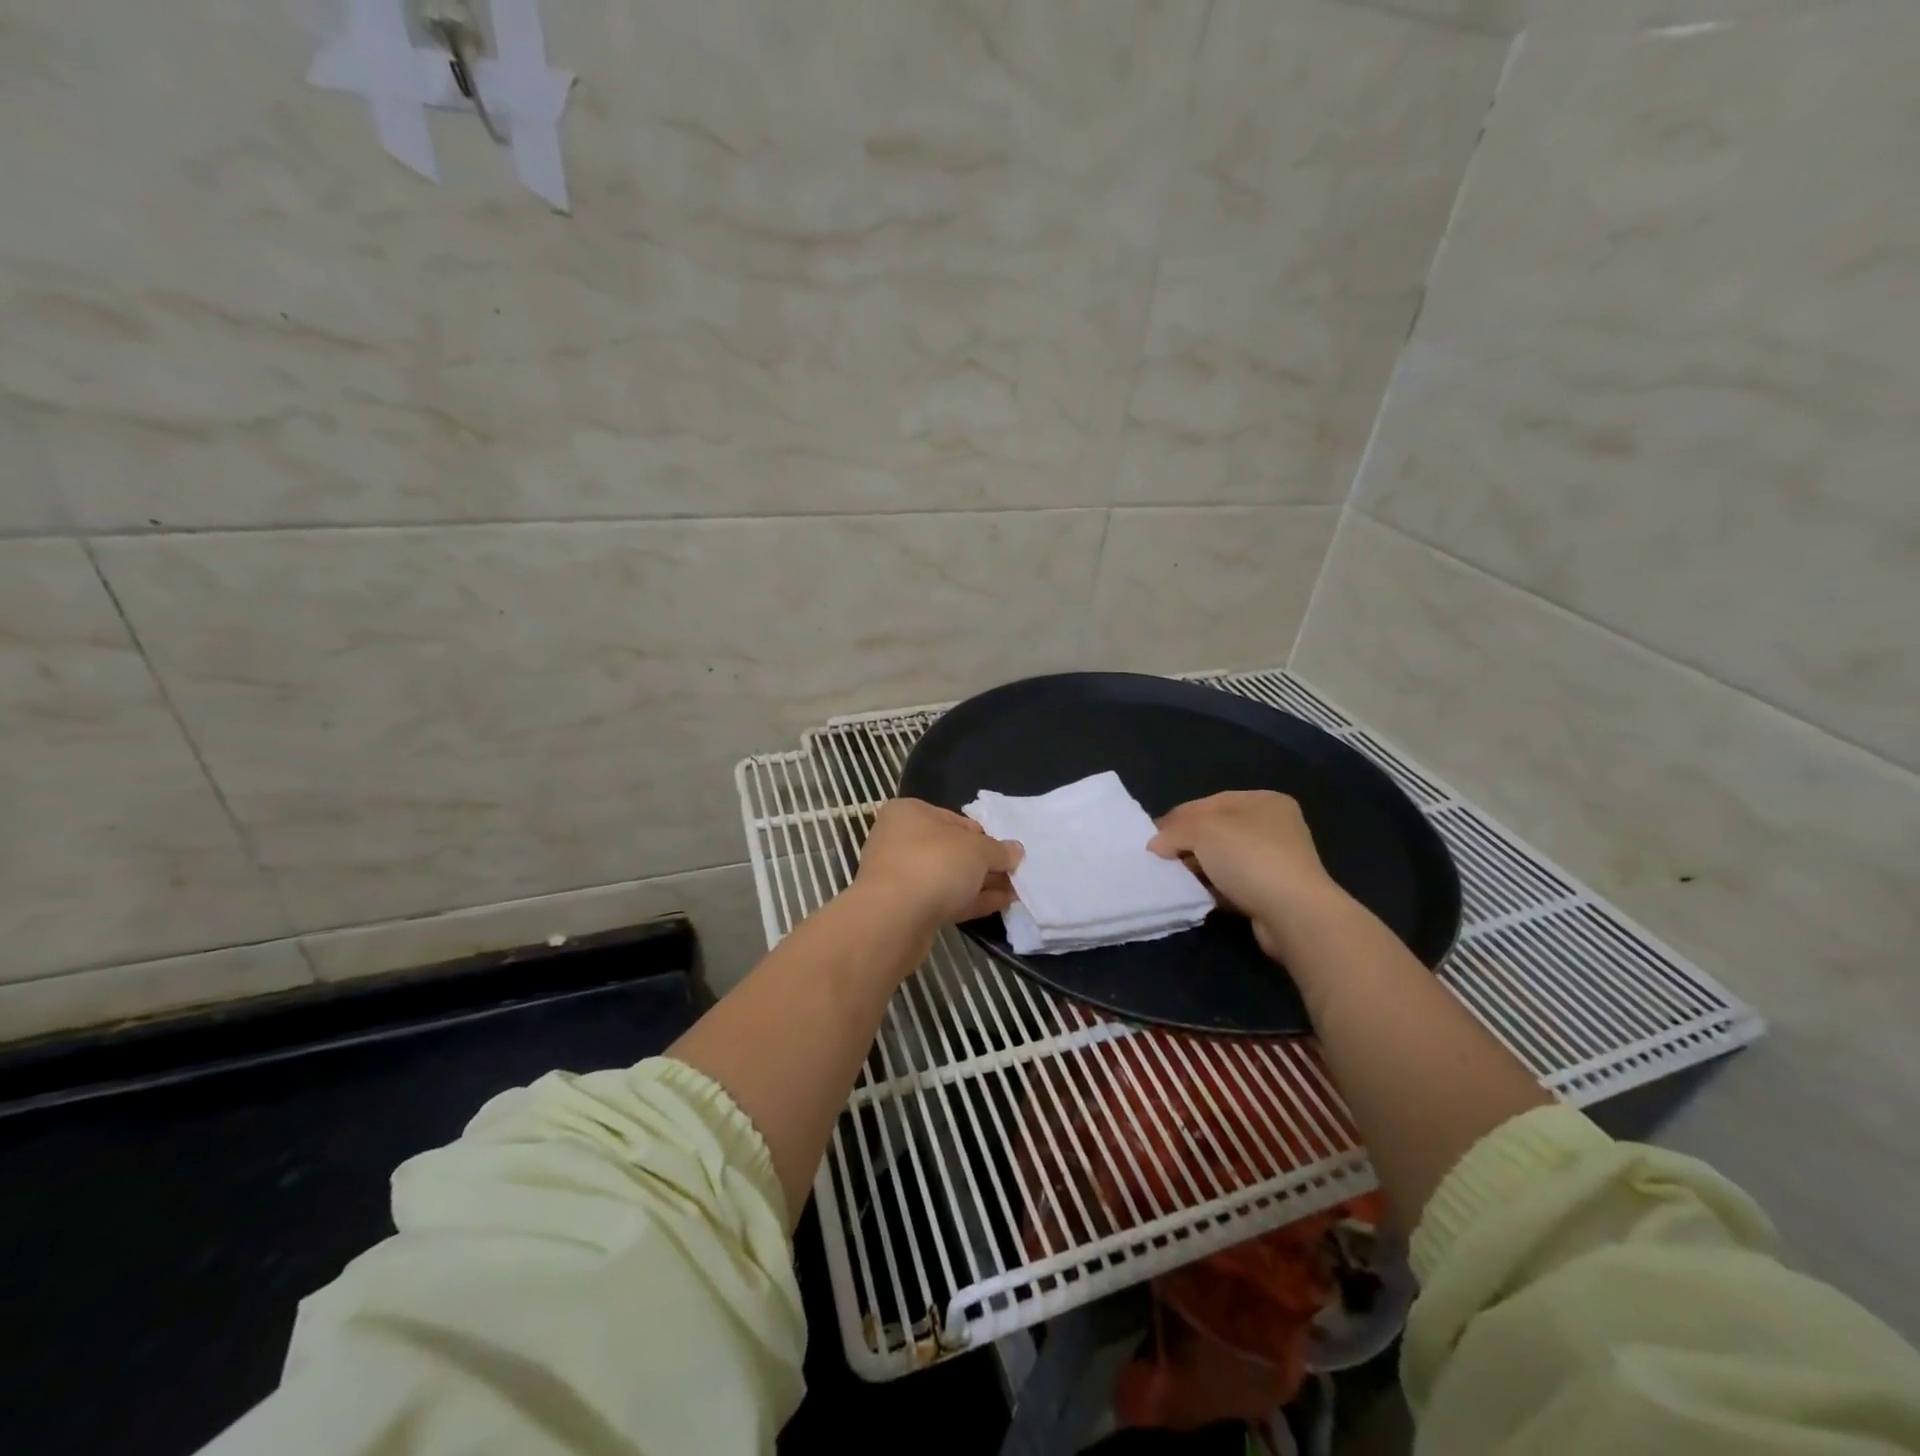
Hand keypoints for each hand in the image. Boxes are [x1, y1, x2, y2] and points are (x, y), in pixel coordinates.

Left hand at [854, 799, 1023, 930]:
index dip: (984, 835)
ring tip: (1016, 891)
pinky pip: (944, 899)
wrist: (893, 918)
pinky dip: (971, 900)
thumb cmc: (934, 863)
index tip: (1006, 850)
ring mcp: (900, 876)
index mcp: (909, 813)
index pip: (954, 819)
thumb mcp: (977, 849)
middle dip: (984, 862)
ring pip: (948, 877)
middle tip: (1016, 873)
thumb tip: (1016, 851)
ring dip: (981, 883)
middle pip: (951, 849)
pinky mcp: (905, 909)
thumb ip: (999, 850)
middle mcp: (899, 840)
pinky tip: (1001, 904)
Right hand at [1148, 792, 1347, 959]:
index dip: (1177, 818)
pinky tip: (1197, 895)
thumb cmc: (1250, 858)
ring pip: (1223, 859)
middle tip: (1161, 859)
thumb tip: (1156, 845)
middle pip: (1216, 830)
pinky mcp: (1273, 891)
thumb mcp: (1202, 831)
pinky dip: (1214, 888)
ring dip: (1199, 868)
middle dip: (1187, 844)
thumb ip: (1173, 831)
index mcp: (1263, 801)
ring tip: (1175, 879)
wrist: (1294, 914)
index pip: (1208, 803)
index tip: (1152, 837)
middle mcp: (1274, 826)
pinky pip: (1233, 884)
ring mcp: (1276, 861)